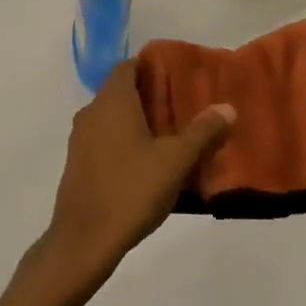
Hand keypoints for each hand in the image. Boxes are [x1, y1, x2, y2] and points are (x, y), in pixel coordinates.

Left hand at [33, 60, 235, 293]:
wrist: (84, 239)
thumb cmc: (131, 190)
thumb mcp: (175, 161)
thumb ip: (202, 132)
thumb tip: (227, 107)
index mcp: (112, 101)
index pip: (128, 66)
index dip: (150, 67)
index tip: (176, 77)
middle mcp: (91, 112)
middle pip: (120, 91)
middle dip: (148, 96)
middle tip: (181, 108)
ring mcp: (80, 138)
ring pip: (111, 117)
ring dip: (136, 121)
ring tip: (169, 136)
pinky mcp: (77, 163)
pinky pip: (103, 139)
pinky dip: (123, 141)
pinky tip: (145, 163)